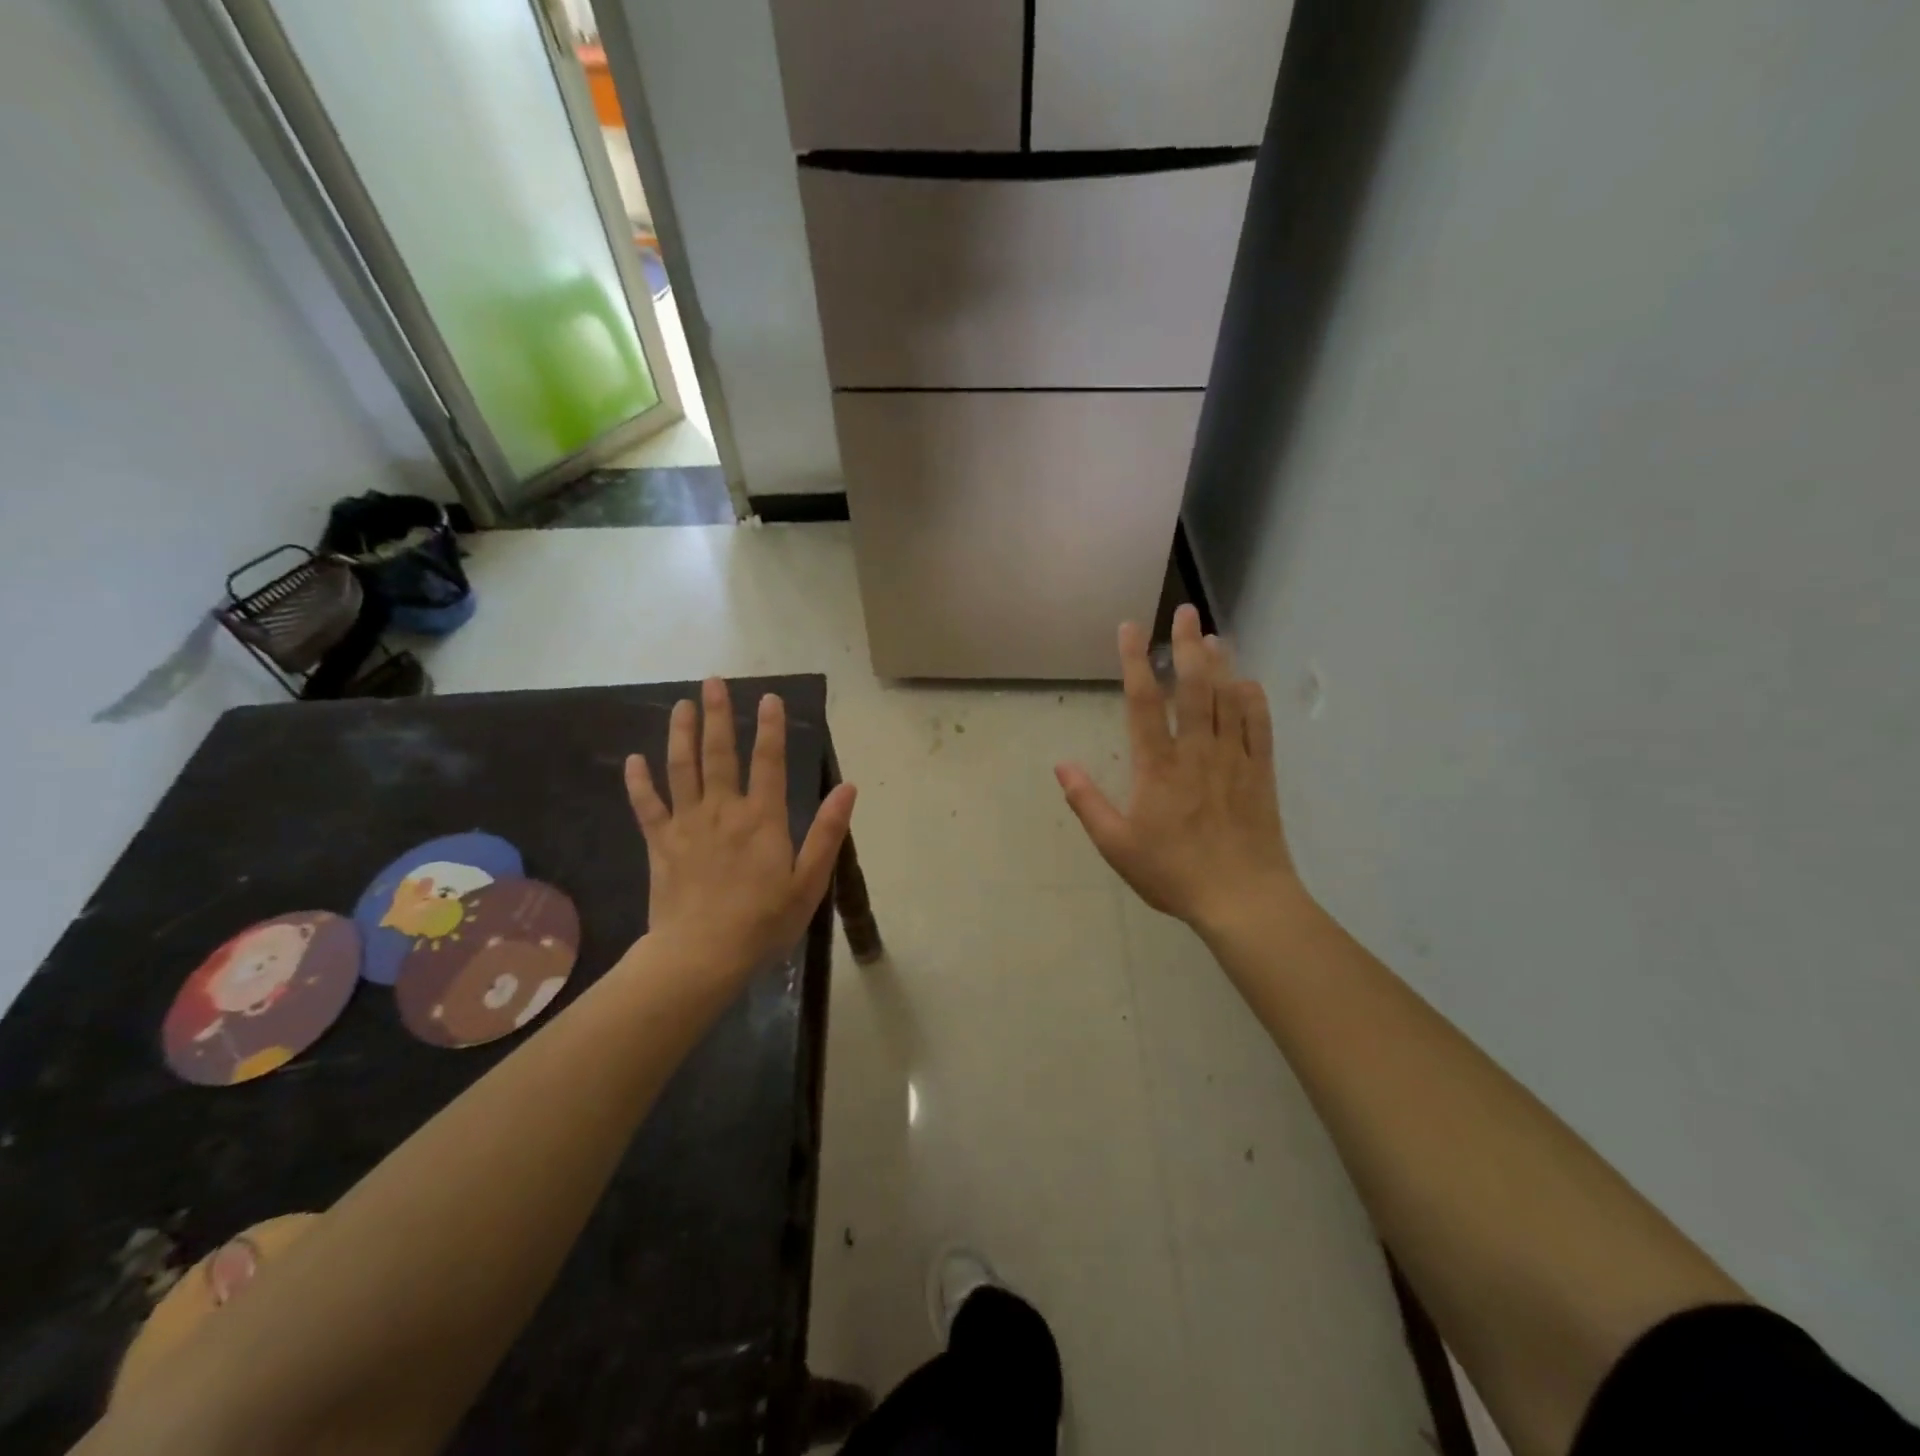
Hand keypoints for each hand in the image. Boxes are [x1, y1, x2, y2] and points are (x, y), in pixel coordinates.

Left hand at [625, 680, 856, 981]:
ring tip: (681, 705)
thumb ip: (828, 832)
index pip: (769, 762)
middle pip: (719, 753)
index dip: (771, 728)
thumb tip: (848, 788)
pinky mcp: (660, 844)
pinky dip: (639, 783)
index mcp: (762, 818)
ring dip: (681, 734)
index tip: (769, 697)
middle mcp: (723, 810)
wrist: (701, 955)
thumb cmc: (763, 922)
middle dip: (717, 715)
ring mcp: (687, 824)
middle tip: (713, 682)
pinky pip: (647, 806)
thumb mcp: (809, 882)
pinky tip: (633, 761)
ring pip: (681, 769)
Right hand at [1056, 606, 1299, 936]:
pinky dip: (1253, 700)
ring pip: (1228, 699)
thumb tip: (1061, 764)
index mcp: (1158, 767)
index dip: (1135, 661)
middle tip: (1186, 612)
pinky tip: (1247, 683)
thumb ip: (1087, 802)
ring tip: (1213, 636)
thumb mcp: (1116, 845)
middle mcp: (1197, 752)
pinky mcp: (1261, 773)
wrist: (1243, 899)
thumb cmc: (1173, 873)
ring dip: (1220, 664)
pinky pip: (1260, 727)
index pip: (1144, 702)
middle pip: (1194, 687)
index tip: (1130, 629)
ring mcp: (1234, 759)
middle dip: (1188, 645)